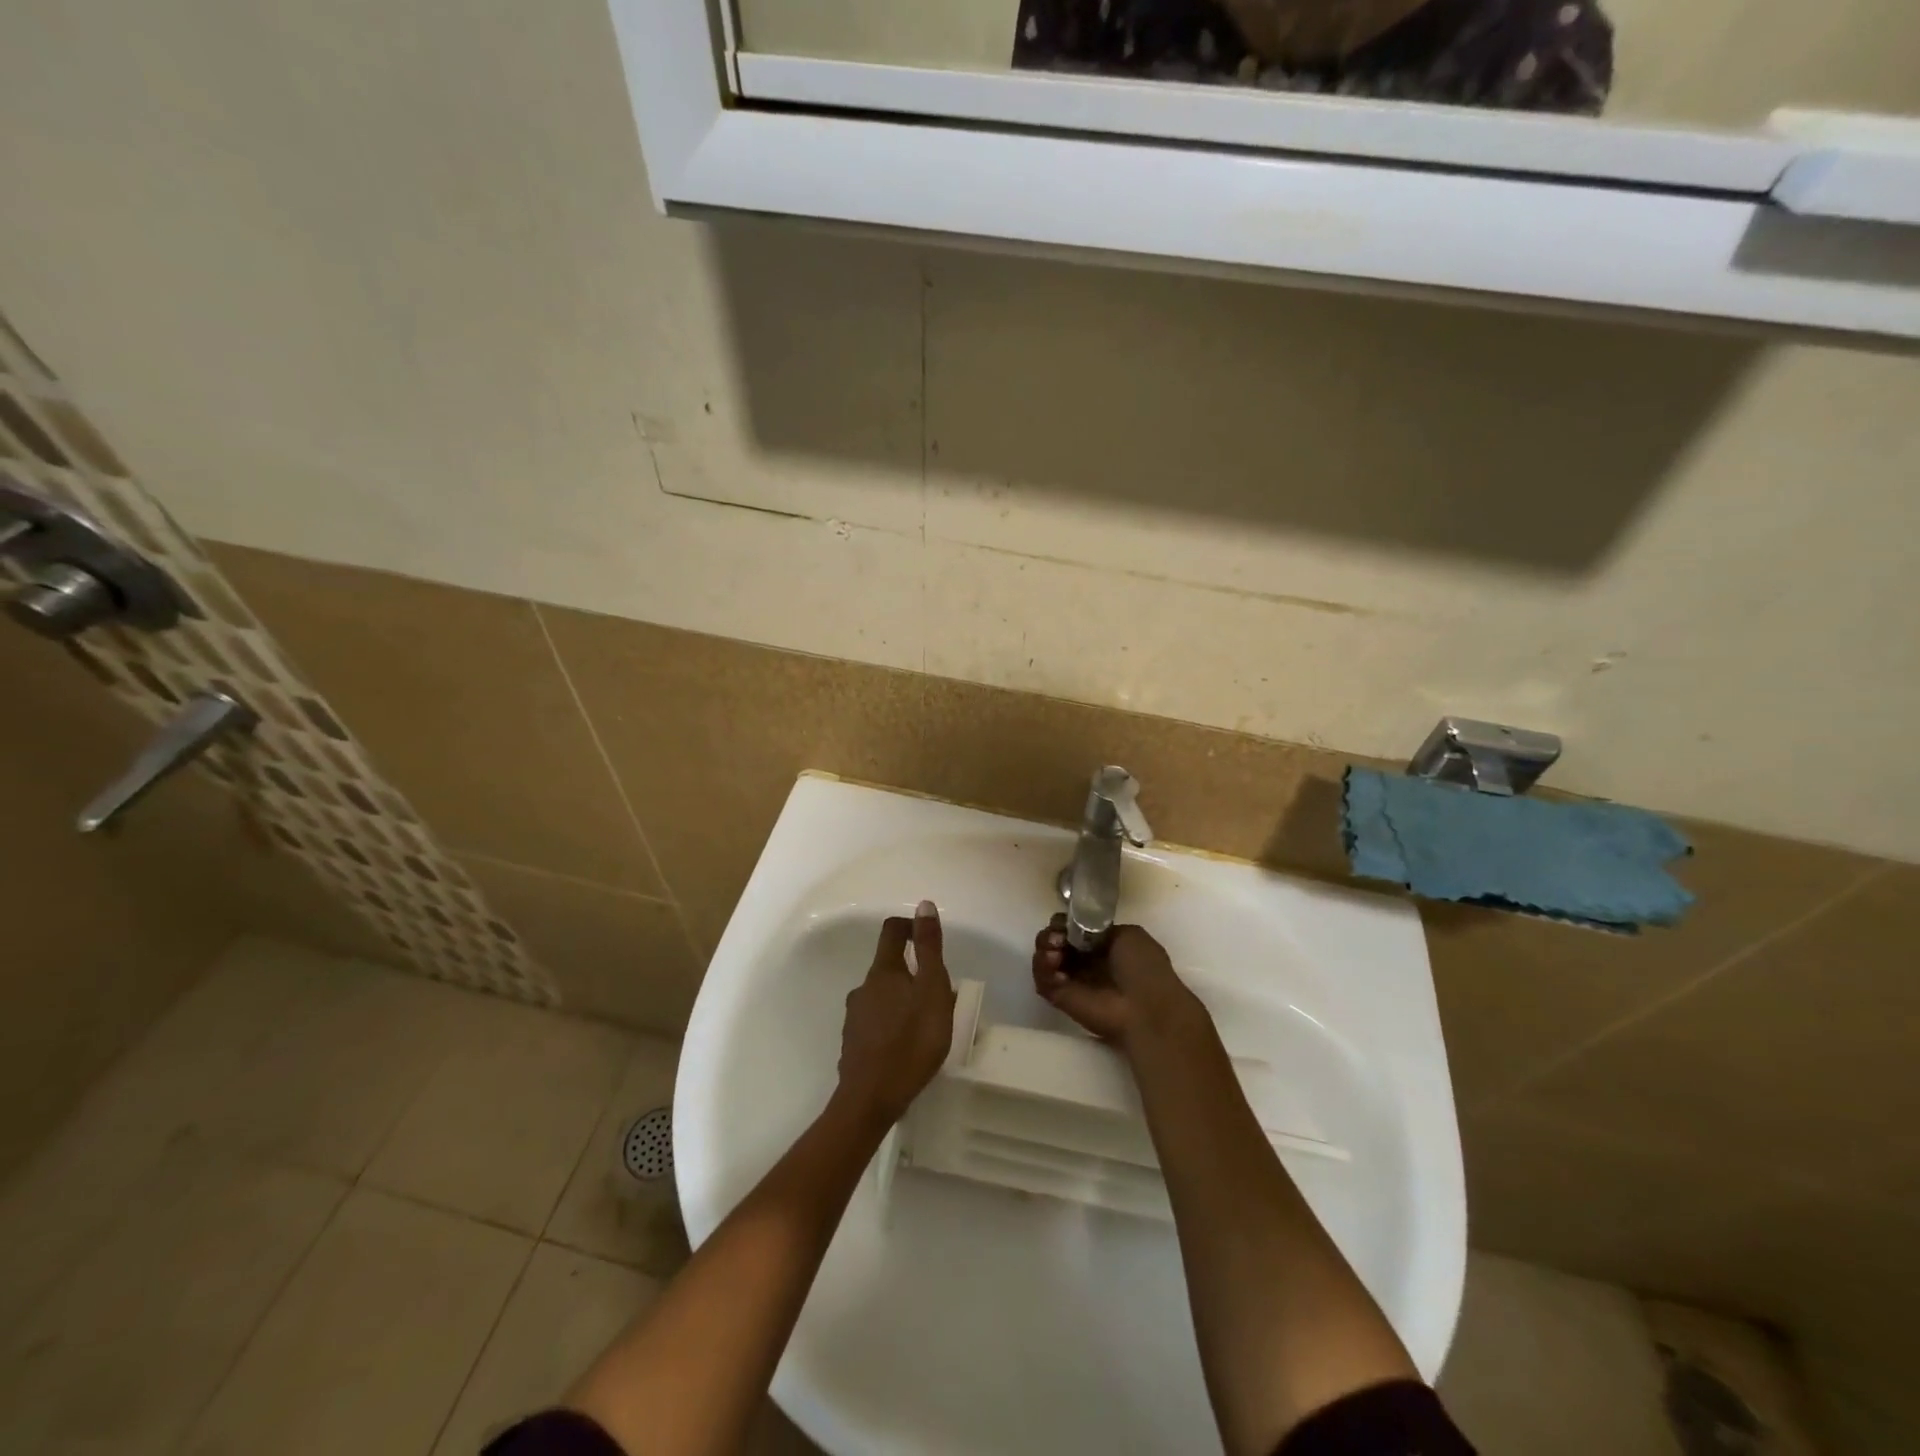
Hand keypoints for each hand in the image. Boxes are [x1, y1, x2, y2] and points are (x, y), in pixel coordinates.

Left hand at [837, 901, 957, 1126]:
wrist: (870, 1100)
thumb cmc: (911, 1041)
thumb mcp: (932, 990)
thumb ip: (929, 948)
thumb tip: (923, 905)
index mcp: (883, 971)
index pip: (892, 931)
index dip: (911, 927)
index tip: (929, 939)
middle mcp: (863, 987)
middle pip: (889, 967)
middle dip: (914, 974)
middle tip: (939, 996)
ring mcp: (854, 1016)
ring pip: (883, 996)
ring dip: (903, 1000)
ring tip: (926, 1025)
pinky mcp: (853, 1043)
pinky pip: (876, 1022)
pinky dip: (893, 1024)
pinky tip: (906, 1046)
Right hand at [1031, 915, 1206, 1054]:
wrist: (1144, 1008)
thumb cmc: (1144, 969)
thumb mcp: (1130, 935)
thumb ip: (1101, 928)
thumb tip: (1080, 930)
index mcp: (1103, 945)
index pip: (1073, 927)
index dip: (1066, 923)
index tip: (1066, 924)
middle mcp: (1084, 961)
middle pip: (1054, 940)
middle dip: (1051, 934)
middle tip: (1058, 940)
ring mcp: (1070, 979)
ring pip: (1044, 957)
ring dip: (1045, 950)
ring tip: (1055, 955)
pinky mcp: (1059, 998)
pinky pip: (1041, 980)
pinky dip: (1043, 970)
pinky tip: (1058, 971)